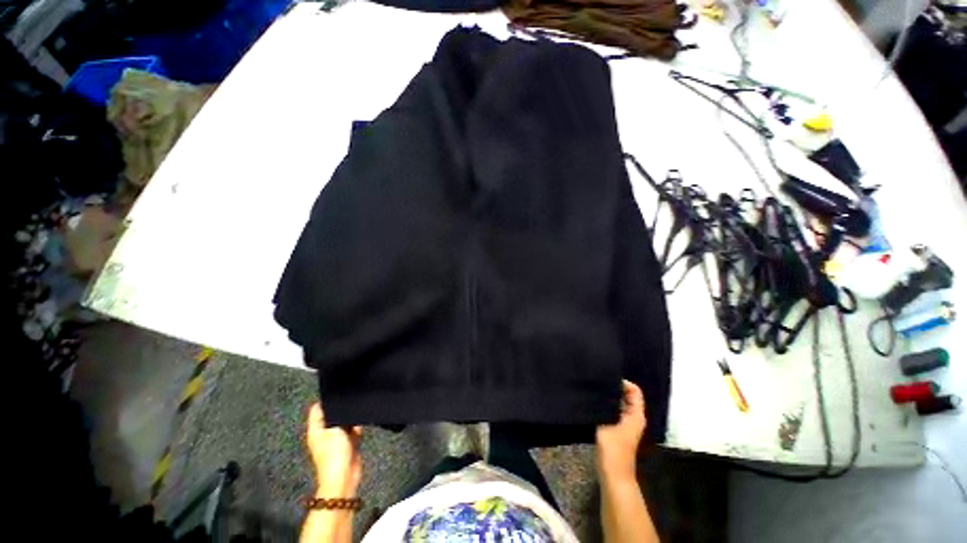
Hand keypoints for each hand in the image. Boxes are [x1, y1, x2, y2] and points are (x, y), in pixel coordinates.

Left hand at [306, 403, 362, 497]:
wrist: (343, 477)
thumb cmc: (334, 453)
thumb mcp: (334, 430)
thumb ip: (337, 416)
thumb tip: (341, 406)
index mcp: (316, 430)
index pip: (318, 409)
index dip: (326, 399)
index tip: (338, 389)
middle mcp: (325, 433)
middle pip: (333, 414)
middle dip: (342, 407)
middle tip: (351, 396)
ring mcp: (337, 439)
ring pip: (345, 422)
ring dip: (352, 417)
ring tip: (358, 407)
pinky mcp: (349, 444)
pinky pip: (354, 430)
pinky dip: (358, 426)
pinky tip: (363, 421)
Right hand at [595, 380, 646, 481]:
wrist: (614, 473)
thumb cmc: (613, 447)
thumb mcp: (606, 422)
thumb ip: (606, 405)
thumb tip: (601, 389)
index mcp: (636, 414)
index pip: (635, 390)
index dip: (623, 382)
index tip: (607, 378)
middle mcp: (634, 417)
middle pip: (628, 396)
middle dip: (615, 388)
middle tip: (598, 381)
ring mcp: (627, 424)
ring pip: (620, 404)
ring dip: (610, 397)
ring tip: (595, 390)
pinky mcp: (619, 429)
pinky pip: (615, 411)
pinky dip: (608, 406)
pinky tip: (595, 403)